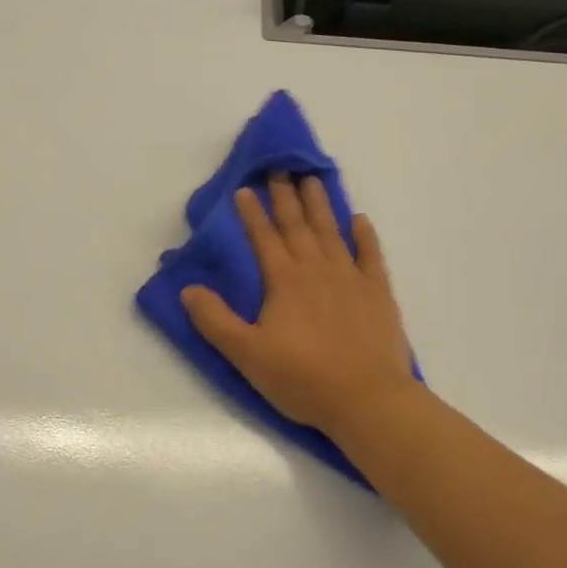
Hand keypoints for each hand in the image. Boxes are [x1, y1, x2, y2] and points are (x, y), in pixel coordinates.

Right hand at [180, 175, 418, 438]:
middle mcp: (316, 269)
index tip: (245, 188)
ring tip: (313, 180)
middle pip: (297, 226)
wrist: (367, 398)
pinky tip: (360, 219)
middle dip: (285, 197)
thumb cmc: (302, 378)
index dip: (252, 213)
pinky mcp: (378, 293)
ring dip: (321, 205)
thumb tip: (188, 289)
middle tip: (280, 169)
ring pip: (332, 231)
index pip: (263, 238)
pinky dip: (365, 235)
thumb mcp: (247, 354)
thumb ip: (215, 320)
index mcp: (284, 281)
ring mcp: (351, 278)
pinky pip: (371, 254)